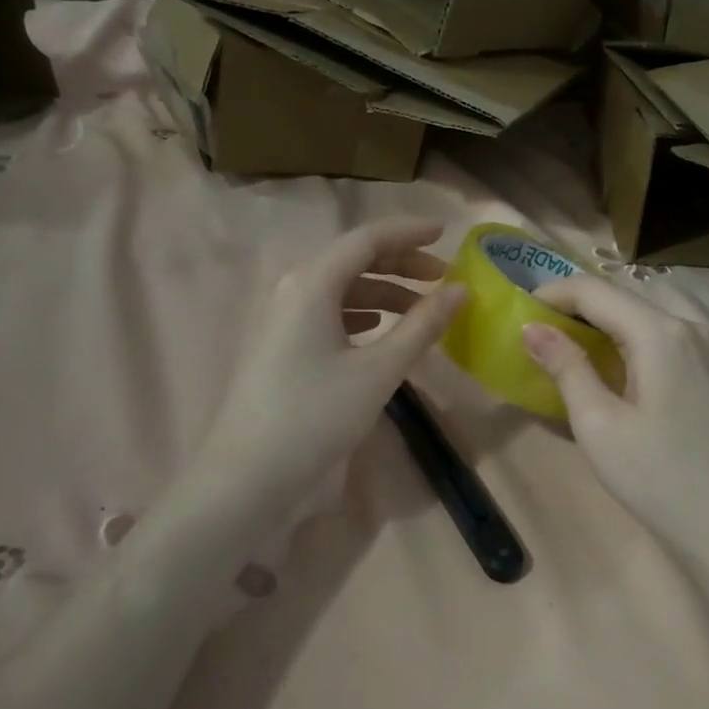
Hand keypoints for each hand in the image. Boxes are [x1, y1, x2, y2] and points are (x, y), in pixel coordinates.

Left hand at [191, 218, 466, 513]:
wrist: (248, 475)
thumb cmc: (316, 415)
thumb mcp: (378, 371)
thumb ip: (421, 326)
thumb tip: (460, 291)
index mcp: (311, 283)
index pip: (366, 238)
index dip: (409, 232)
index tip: (446, 234)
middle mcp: (290, 289)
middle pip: (352, 260)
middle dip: (400, 264)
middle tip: (443, 279)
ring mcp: (278, 318)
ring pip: (339, 289)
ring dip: (382, 292)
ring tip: (421, 310)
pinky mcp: (276, 345)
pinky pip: (324, 313)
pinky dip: (359, 316)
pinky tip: (379, 333)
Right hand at [521, 274, 708, 559]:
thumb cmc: (657, 477)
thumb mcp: (598, 424)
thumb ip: (566, 367)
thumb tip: (532, 328)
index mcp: (659, 333)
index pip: (593, 290)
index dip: (550, 295)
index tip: (516, 315)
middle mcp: (688, 328)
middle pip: (619, 302)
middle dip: (572, 312)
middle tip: (532, 337)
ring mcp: (706, 353)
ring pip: (640, 324)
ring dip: (597, 331)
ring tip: (560, 354)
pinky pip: (659, 346)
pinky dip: (623, 350)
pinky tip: (605, 376)